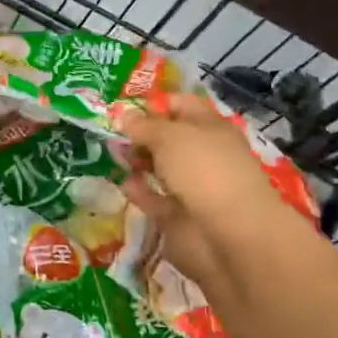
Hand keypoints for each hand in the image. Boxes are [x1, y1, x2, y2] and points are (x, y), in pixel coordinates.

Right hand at [116, 94, 299, 286]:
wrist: (226, 234)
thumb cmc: (203, 170)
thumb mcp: (168, 136)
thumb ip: (143, 126)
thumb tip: (123, 116)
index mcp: (209, 127)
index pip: (181, 105)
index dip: (154, 103)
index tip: (123, 107)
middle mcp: (203, 154)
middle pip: (168, 137)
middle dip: (141, 134)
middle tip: (110, 132)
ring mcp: (192, 186)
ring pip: (160, 168)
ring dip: (137, 161)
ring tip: (112, 155)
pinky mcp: (179, 216)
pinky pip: (154, 198)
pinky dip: (139, 191)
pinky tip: (121, 183)